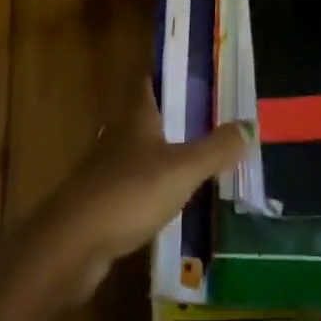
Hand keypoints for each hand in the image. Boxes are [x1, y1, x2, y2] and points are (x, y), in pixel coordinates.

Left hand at [30, 85, 250, 302]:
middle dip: (177, 117)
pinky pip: (135, 188)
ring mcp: (107, 171)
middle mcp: (119, 135)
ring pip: (142, 153)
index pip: (152, 81)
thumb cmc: (128, 193)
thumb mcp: (182, 169)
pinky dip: (154, 190)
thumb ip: (217, 148)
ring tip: (201, 162)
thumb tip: (250, 124)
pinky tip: (173, 204)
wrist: (70, 247)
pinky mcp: (101, 204)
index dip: (173, 75)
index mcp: (136, 116)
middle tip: (213, 120)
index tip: (201, 73)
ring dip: (166, 155)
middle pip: (150, 117)